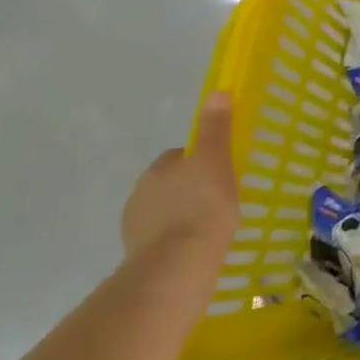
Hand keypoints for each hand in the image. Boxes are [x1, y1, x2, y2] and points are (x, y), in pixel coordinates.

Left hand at [120, 93, 237, 263]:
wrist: (177, 267)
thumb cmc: (202, 208)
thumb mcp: (215, 161)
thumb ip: (215, 129)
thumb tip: (218, 91)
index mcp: (157, 170)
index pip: (179, 157)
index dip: (201, 162)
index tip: (222, 172)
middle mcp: (140, 195)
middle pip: (171, 185)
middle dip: (190, 190)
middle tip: (220, 201)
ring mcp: (136, 229)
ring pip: (165, 214)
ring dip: (183, 218)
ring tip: (212, 230)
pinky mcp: (141, 259)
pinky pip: (164, 242)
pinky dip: (178, 243)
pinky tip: (198, 251)